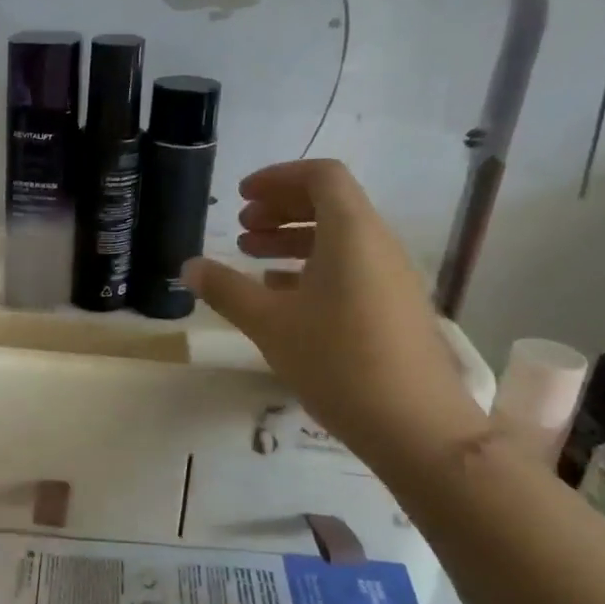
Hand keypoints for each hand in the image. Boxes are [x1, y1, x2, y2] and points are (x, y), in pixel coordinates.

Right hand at [184, 158, 486, 473]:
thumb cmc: (337, 361)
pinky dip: (311, 266)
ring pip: (339, 238)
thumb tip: (189, 266)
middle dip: (281, 207)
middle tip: (242, 227)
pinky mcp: (393, 307)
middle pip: (331, 203)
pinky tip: (280, 294)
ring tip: (252, 257)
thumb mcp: (269, 323)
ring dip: (293, 238)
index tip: (242, 196)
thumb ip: (226, 289)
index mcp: (352, 234)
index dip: (278, 178)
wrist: (416, 427)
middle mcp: (378, 245)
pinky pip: (350, 267)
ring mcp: (390, 277)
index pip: (321, 176)